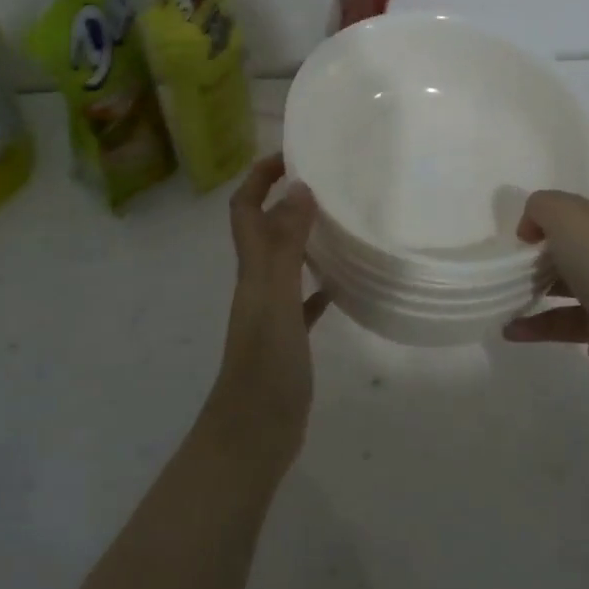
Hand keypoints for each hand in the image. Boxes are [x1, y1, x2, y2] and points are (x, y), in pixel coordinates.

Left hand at [205, 153, 330, 469]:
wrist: (253, 433)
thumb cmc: (265, 364)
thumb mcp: (276, 298)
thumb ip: (285, 245)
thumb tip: (298, 188)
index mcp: (252, 270)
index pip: (245, 209)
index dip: (258, 177)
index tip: (291, 155)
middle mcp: (258, 284)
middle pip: (265, 230)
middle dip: (285, 200)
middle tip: (326, 181)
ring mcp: (272, 313)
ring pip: (286, 262)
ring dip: (304, 238)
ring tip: (340, 221)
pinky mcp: (288, 339)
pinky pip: (304, 301)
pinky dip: (319, 285)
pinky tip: (343, 283)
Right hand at [503, 134, 588, 396]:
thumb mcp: (569, 216)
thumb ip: (541, 206)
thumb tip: (531, 226)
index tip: (561, 139)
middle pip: (588, 217)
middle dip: (552, 215)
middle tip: (512, 211)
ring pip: (573, 269)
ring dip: (539, 273)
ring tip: (502, 270)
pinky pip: (565, 317)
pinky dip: (538, 321)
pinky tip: (508, 326)